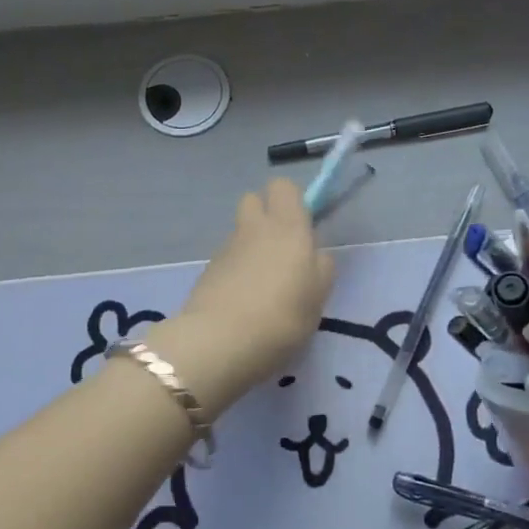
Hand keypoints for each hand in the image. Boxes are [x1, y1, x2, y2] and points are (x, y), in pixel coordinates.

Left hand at [152, 180, 334, 416]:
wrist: (219, 341)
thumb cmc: (282, 318)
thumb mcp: (318, 298)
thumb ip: (321, 268)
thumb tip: (315, 254)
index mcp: (288, 227)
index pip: (283, 186)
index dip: (292, 201)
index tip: (302, 227)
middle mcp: (255, 228)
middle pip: (254, 199)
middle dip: (265, 215)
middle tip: (280, 250)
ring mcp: (227, 247)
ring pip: (240, 231)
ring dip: (250, 245)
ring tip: (261, 283)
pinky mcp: (207, 269)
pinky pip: (227, 257)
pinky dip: (234, 269)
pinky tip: (241, 299)